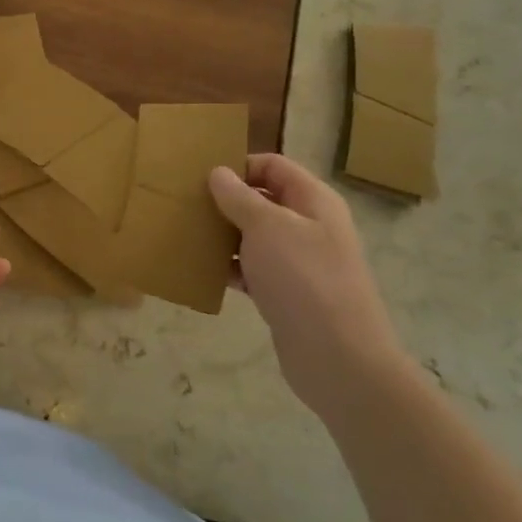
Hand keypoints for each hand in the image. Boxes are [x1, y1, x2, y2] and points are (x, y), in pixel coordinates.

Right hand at [209, 154, 408, 409]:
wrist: (336, 355)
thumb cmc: (303, 279)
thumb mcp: (267, 228)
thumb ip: (239, 198)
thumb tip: (218, 172)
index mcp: (313, 201)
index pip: (273, 166)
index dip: (239, 166)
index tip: (200, 177)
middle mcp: (308, 225)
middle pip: (262, 200)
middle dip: (225, 201)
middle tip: (184, 205)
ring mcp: (298, 261)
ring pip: (253, 236)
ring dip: (222, 235)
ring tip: (185, 236)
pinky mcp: (285, 292)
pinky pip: (251, 269)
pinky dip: (228, 267)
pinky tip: (200, 270)